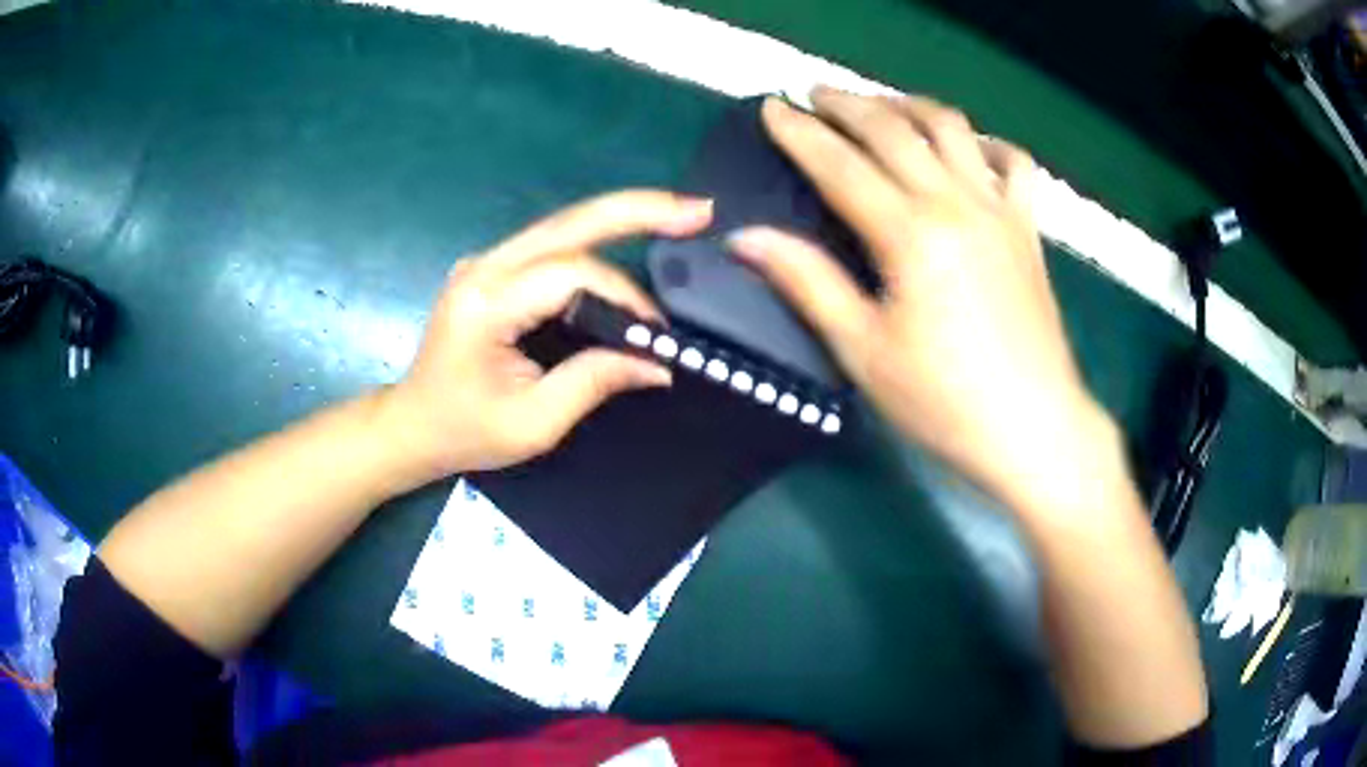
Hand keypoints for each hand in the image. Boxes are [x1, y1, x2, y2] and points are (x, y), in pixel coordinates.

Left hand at [382, 190, 712, 481]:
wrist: (412, 424)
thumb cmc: (464, 432)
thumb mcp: (533, 423)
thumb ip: (595, 383)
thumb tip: (659, 362)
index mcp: (485, 304)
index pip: (570, 275)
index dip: (624, 297)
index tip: (657, 335)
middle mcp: (483, 268)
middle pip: (569, 222)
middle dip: (637, 209)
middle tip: (697, 209)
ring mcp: (485, 262)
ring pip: (563, 225)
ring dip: (622, 217)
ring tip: (677, 215)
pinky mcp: (492, 269)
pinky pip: (552, 244)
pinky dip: (598, 240)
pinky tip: (633, 236)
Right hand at [729, 90, 1113, 515]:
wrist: (1034, 429)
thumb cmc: (945, 402)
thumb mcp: (864, 352)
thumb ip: (808, 283)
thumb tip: (746, 238)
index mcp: (911, 235)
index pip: (841, 165)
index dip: (800, 133)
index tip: (772, 107)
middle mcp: (957, 204)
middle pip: (895, 130)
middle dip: (848, 105)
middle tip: (815, 95)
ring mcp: (1000, 210)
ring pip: (953, 129)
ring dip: (909, 106)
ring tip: (881, 108)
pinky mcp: (1028, 228)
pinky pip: (1014, 163)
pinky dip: (987, 143)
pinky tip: (969, 148)